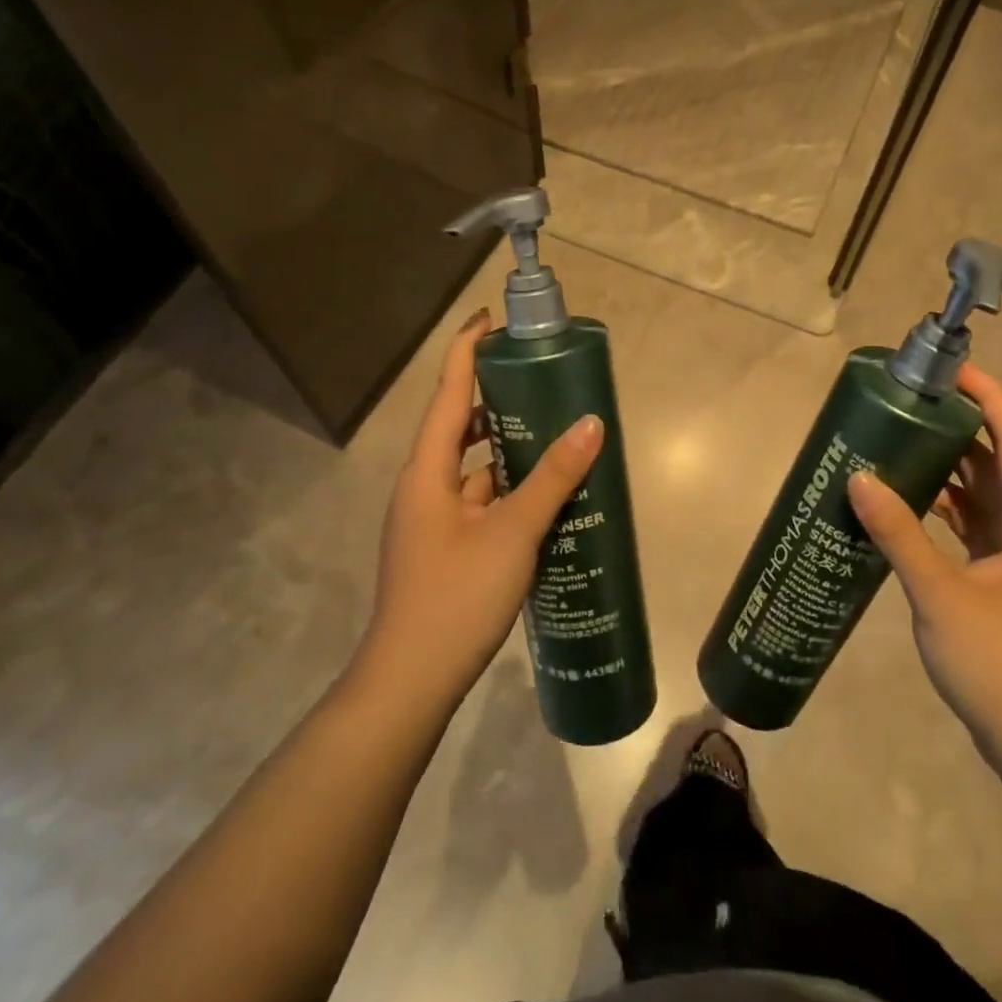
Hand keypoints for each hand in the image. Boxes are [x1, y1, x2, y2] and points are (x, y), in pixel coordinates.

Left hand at [366, 309, 603, 706]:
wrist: (411, 681)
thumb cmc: (456, 596)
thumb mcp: (512, 531)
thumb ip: (552, 477)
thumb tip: (591, 424)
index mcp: (427, 470)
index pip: (447, 392)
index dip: (466, 350)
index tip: (491, 319)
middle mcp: (423, 486)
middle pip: (458, 426)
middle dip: (495, 400)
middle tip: (541, 383)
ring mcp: (431, 520)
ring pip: (472, 468)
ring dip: (506, 450)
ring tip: (553, 436)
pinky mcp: (444, 548)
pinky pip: (478, 502)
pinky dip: (506, 490)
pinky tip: (543, 498)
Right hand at [846, 365, 1001, 775]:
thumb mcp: (941, 594)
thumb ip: (900, 533)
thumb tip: (859, 477)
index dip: (988, 399)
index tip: (950, 370)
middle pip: (1000, 462)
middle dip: (960, 429)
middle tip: (910, 404)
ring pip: (986, 495)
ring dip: (950, 469)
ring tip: (901, 443)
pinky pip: (975, 526)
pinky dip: (945, 508)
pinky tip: (908, 504)